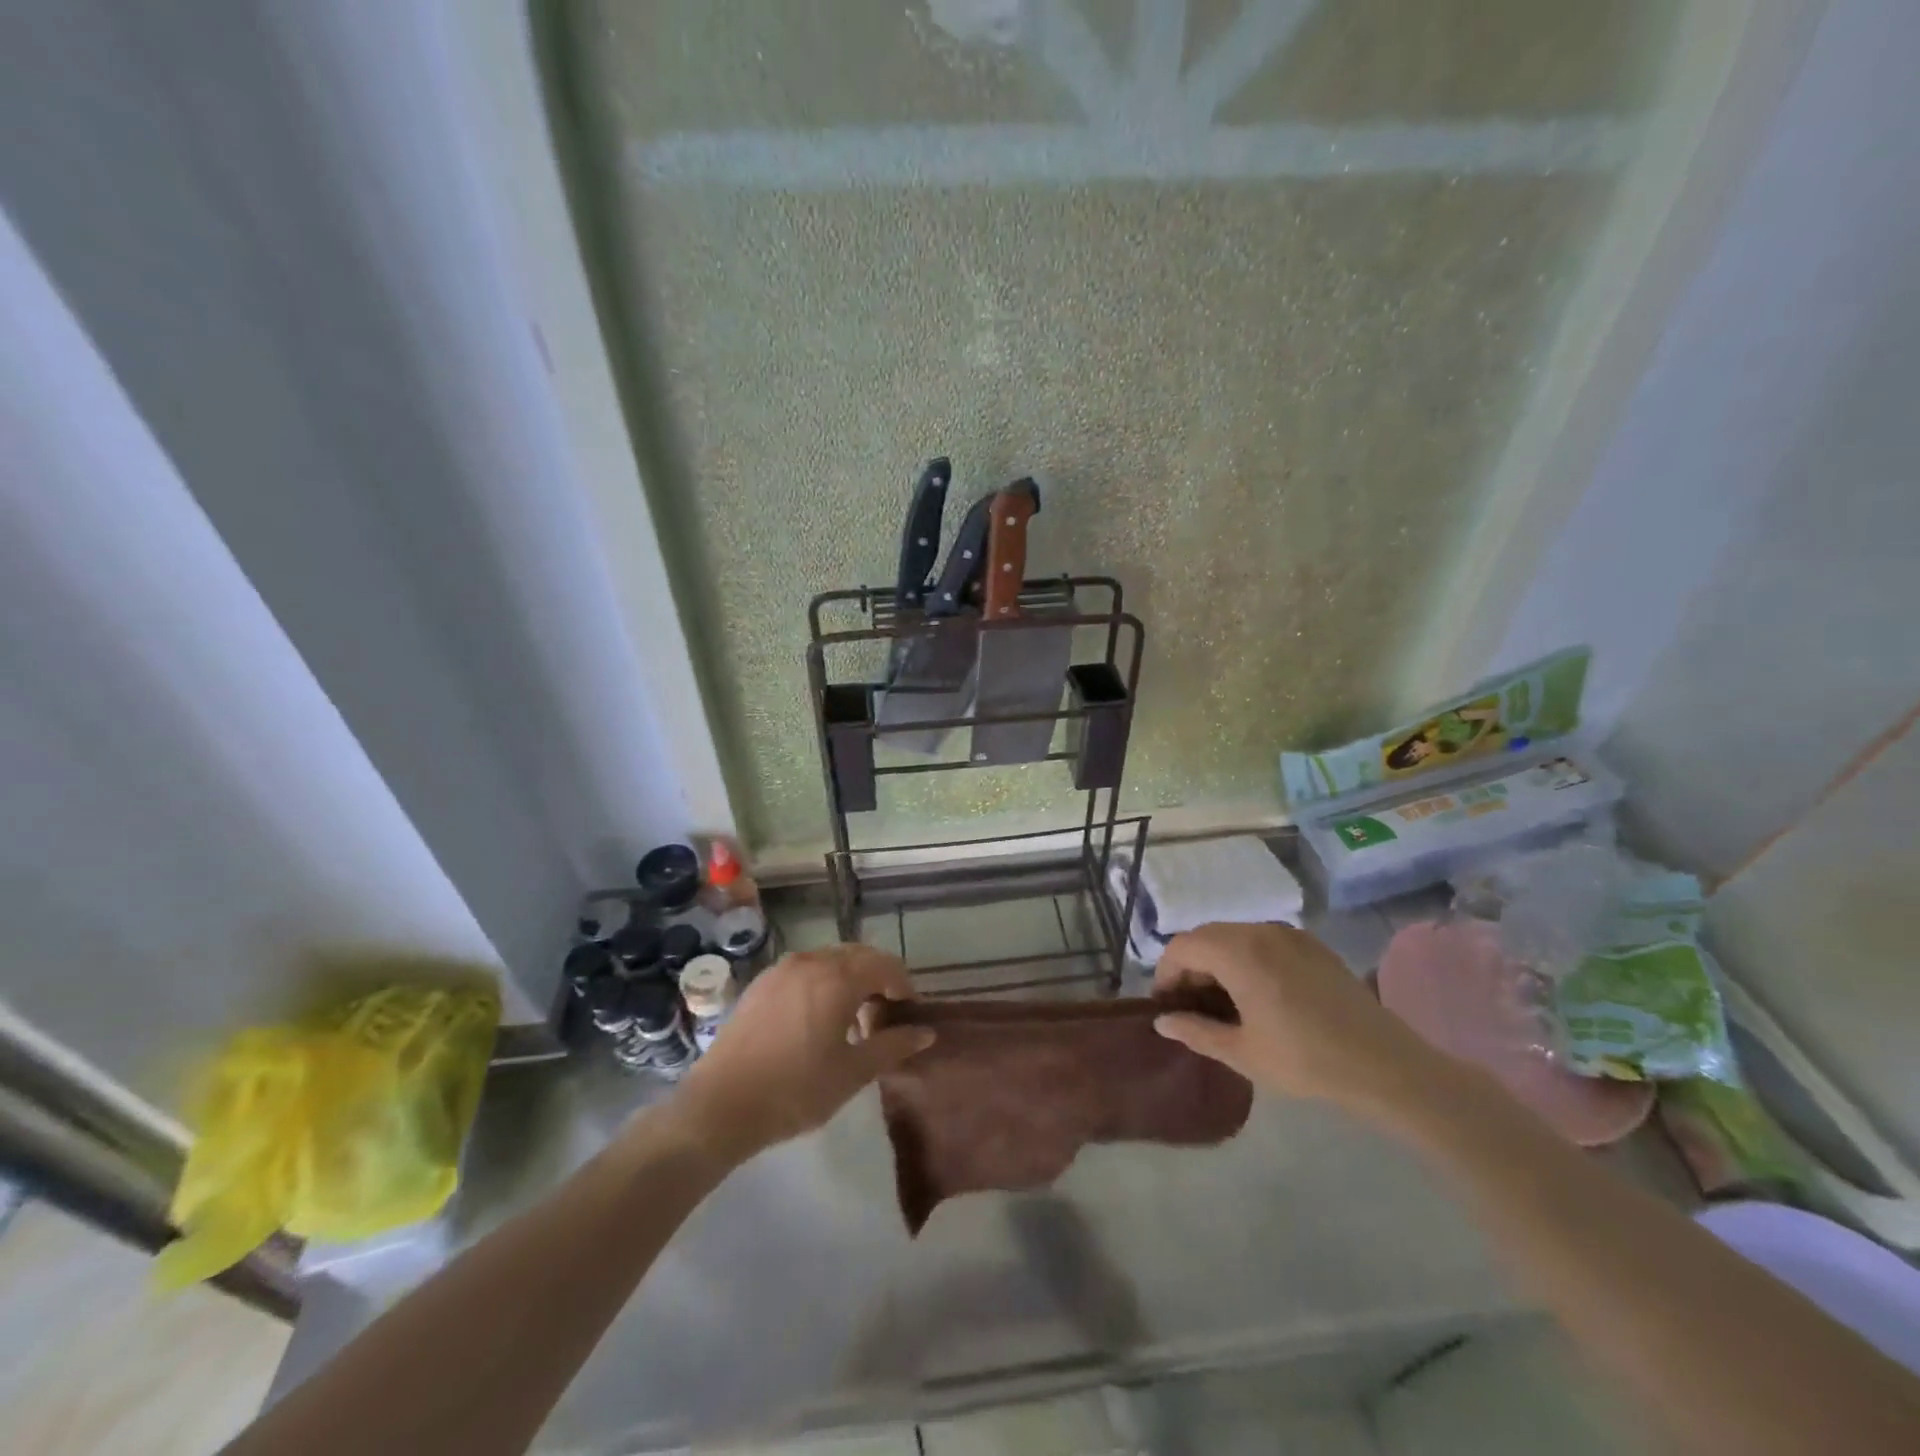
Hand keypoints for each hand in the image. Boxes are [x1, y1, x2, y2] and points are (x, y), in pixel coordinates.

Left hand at [671, 944, 933, 1162]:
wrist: (719, 1106)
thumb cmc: (795, 1090)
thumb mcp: (853, 1073)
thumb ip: (893, 1046)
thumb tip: (926, 1033)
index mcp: (837, 977)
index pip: (885, 965)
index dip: (903, 986)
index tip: (908, 1014)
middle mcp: (811, 962)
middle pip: (858, 956)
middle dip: (877, 980)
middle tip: (883, 1017)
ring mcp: (781, 970)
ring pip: (829, 961)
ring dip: (849, 981)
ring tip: (851, 1021)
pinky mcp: (761, 984)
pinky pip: (804, 971)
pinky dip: (821, 984)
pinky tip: (816, 1021)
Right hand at [1152, 923, 1451, 1122]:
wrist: (1386, 1066)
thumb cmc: (1306, 1060)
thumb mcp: (1242, 1053)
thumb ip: (1196, 1031)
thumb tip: (1162, 1021)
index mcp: (1239, 952)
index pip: (1183, 946)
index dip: (1166, 973)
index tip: (1168, 1006)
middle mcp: (1261, 931)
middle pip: (1207, 936)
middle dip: (1190, 966)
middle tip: (1191, 1006)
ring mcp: (1290, 934)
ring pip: (1235, 936)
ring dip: (1218, 961)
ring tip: (1224, 1002)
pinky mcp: (1312, 945)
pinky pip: (1263, 941)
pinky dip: (1246, 958)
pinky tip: (1258, 994)